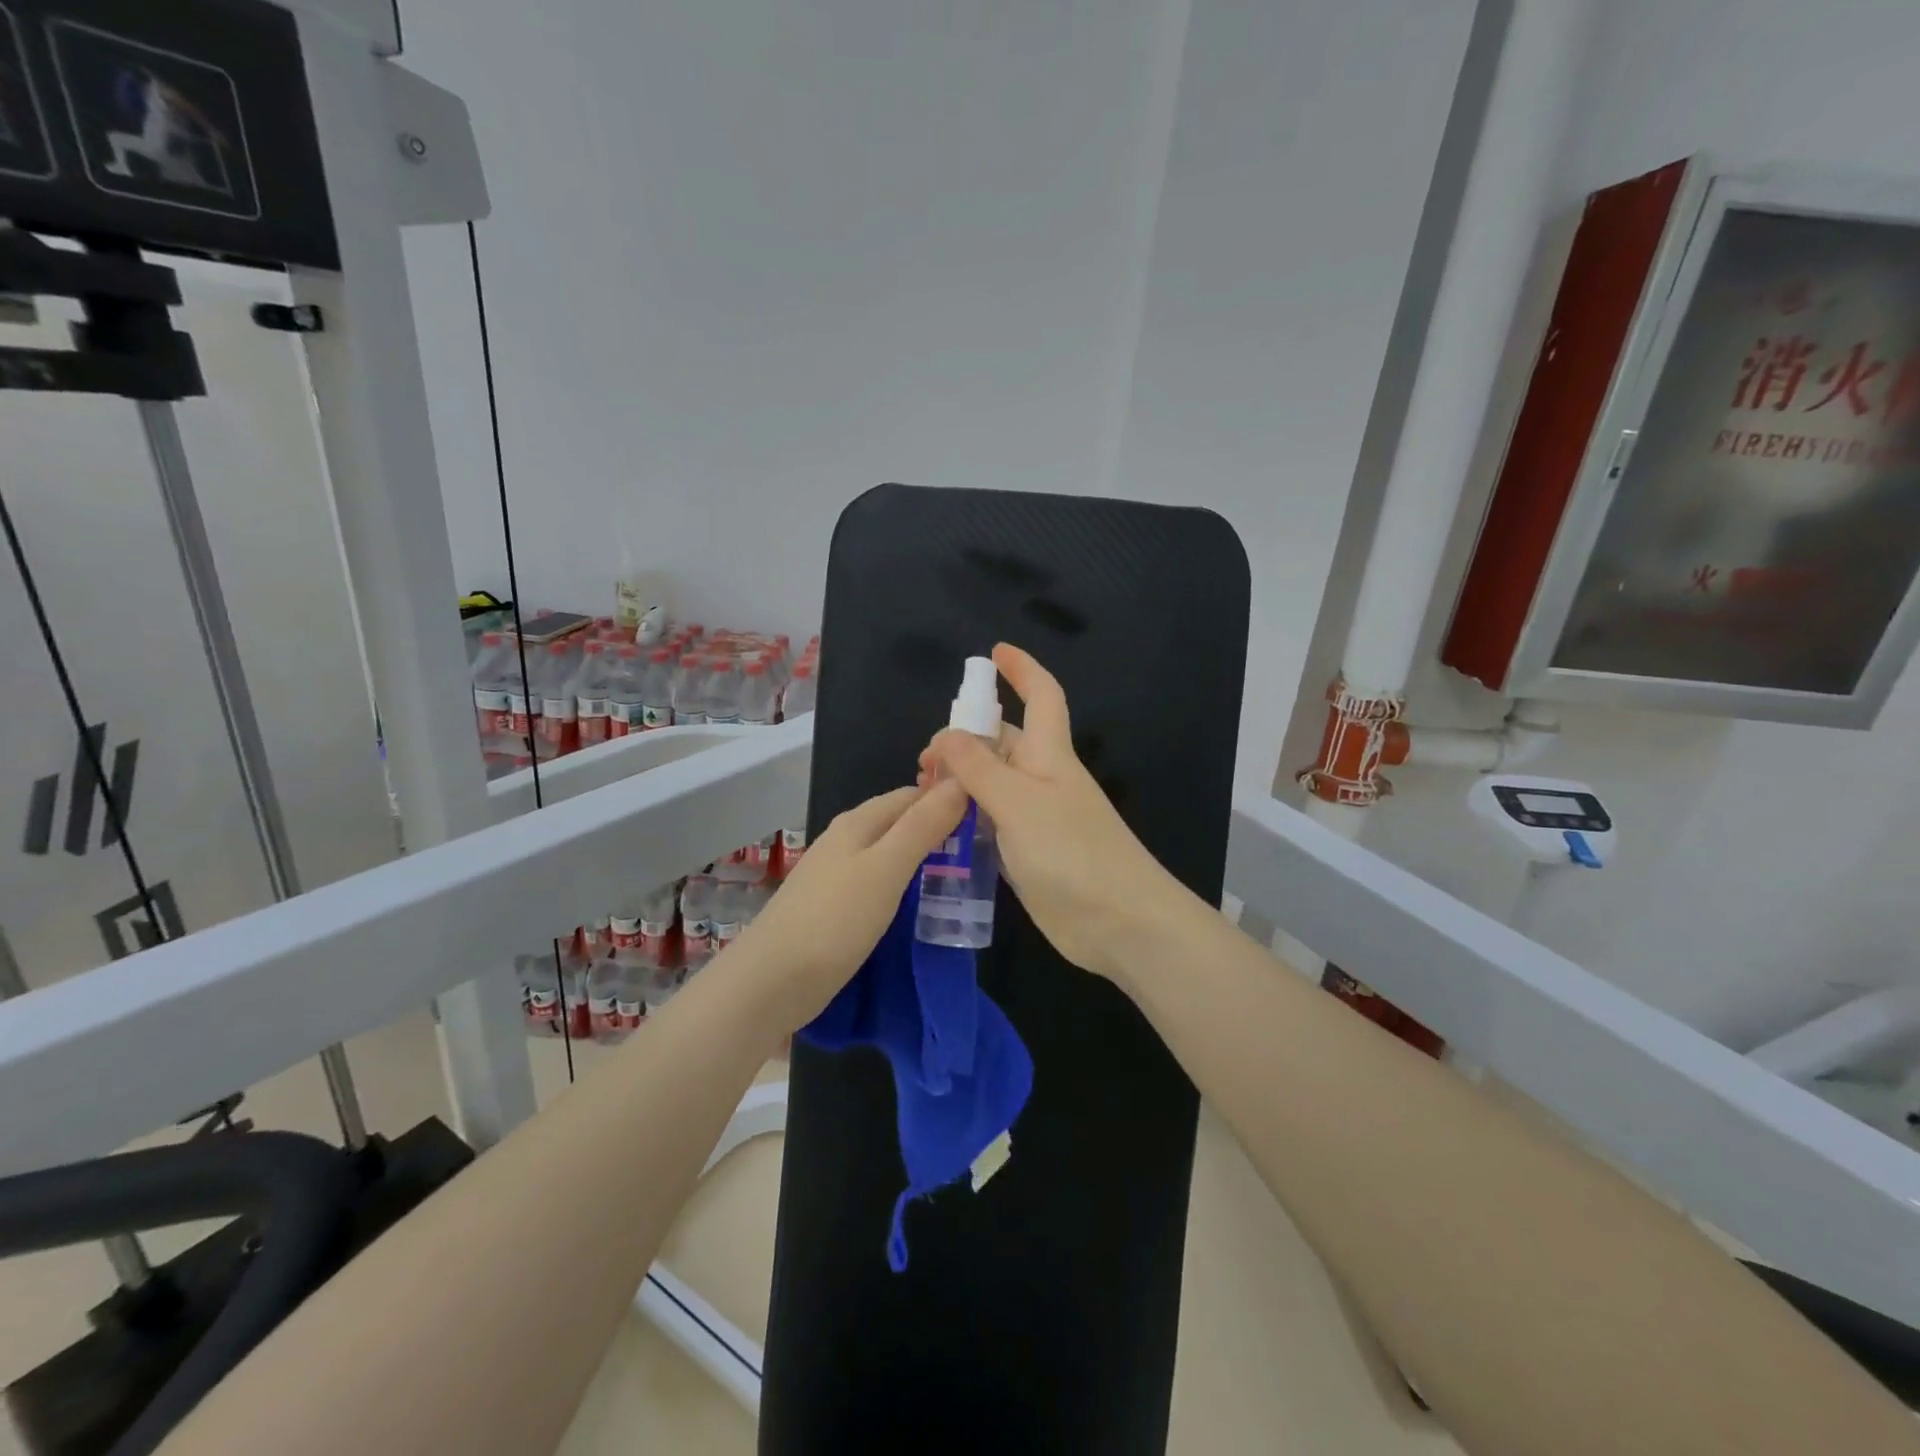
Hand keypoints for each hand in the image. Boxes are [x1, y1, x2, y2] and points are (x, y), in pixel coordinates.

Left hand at [729, 780, 969, 1033]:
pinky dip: (904, 887)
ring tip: (963, 876)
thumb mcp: (886, 869)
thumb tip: (960, 782)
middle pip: (900, 822)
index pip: (912, 794)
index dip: (948, 797)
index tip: (989, 813)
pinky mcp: (834, 908)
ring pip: (890, 854)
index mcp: (858, 822)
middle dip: (938, 829)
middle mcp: (846, 840)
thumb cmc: (833, 921)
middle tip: (984, 849)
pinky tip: (922, 905)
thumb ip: (922, 826)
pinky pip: (879, 884)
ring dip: (922, 860)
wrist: (770, 983)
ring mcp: (837, 875)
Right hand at [918, 644, 1183, 981]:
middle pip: (1004, 742)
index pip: (1043, 696)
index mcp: (1050, 755)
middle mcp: (1043, 780)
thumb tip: (946, 735)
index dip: (1022, 670)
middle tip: (923, 762)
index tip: (995, 652)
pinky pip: (992, 822)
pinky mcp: (1029, 853)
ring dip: (960, 782)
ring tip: (922, 794)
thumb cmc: (1073, 852)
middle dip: (965, 739)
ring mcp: (1036, 818)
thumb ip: (979, 769)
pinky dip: (966, 818)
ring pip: (992, 785)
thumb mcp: (1019, 803)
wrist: (1118, 923)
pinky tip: (939, 829)